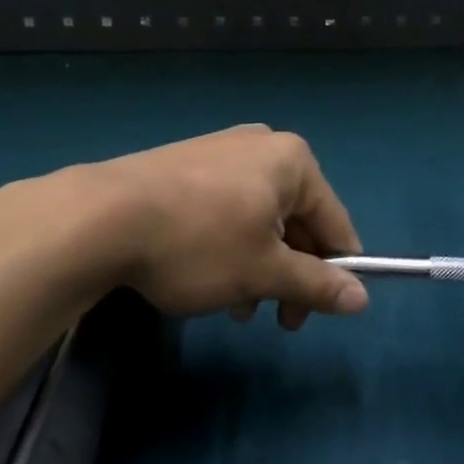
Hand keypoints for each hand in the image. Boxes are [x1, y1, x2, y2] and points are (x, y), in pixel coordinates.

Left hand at [75, 125, 369, 328]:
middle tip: (275, 318)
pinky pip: (226, 207)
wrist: (101, 217)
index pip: (335, 222)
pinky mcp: (186, 163)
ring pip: (259, 218)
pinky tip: (206, 277)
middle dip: (288, 273)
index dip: (335, 271)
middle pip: (297, 219)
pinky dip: (228, 244)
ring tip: (234, 306)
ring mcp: (221, 150)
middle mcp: (262, 146)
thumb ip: (317, 284)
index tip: (321, 312)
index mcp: (293, 161)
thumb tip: (362, 299)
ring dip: (257, 265)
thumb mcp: (264, 272)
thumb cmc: (199, 242)